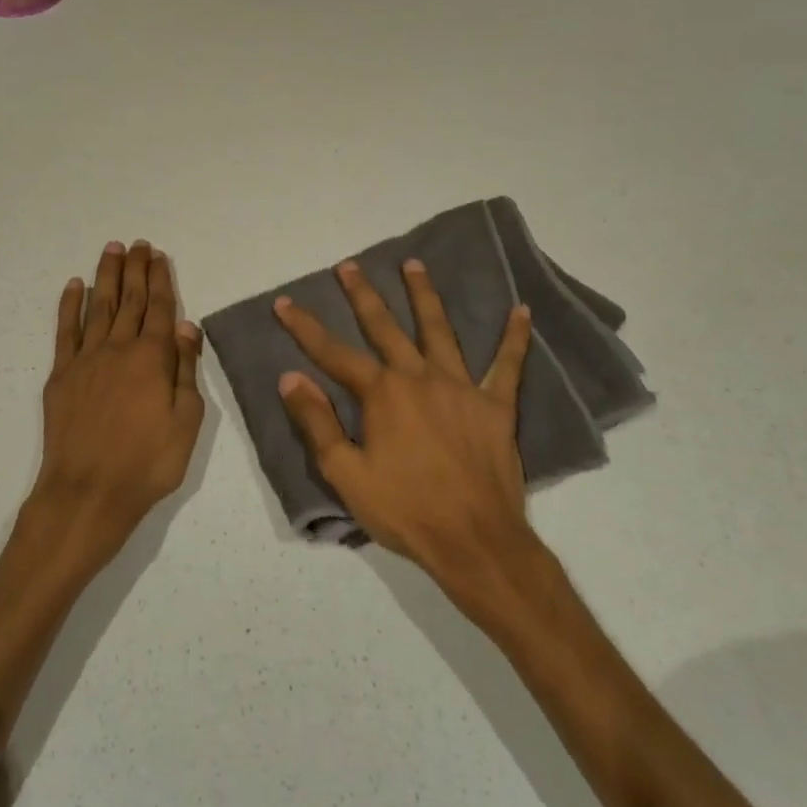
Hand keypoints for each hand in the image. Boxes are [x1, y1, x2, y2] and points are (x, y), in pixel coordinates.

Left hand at [31, 241, 204, 568]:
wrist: (87, 492)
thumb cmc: (147, 463)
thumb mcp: (187, 421)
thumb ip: (186, 370)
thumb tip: (188, 326)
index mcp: (153, 358)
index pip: (161, 309)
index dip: (161, 280)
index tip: (158, 256)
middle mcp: (118, 349)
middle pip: (130, 300)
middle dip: (135, 270)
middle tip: (137, 244)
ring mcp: (86, 359)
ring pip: (99, 307)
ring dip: (106, 277)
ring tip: (111, 250)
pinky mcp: (61, 375)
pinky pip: (66, 331)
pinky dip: (70, 306)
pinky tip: (75, 286)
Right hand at [274, 259, 539, 589]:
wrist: (475, 542)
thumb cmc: (404, 510)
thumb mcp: (346, 474)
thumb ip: (317, 423)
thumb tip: (290, 378)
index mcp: (382, 394)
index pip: (333, 353)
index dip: (305, 327)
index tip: (284, 302)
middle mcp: (419, 378)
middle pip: (385, 327)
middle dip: (362, 295)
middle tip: (349, 266)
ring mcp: (461, 387)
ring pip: (439, 330)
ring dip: (425, 295)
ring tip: (414, 264)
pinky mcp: (496, 406)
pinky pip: (507, 365)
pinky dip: (514, 338)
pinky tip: (521, 311)